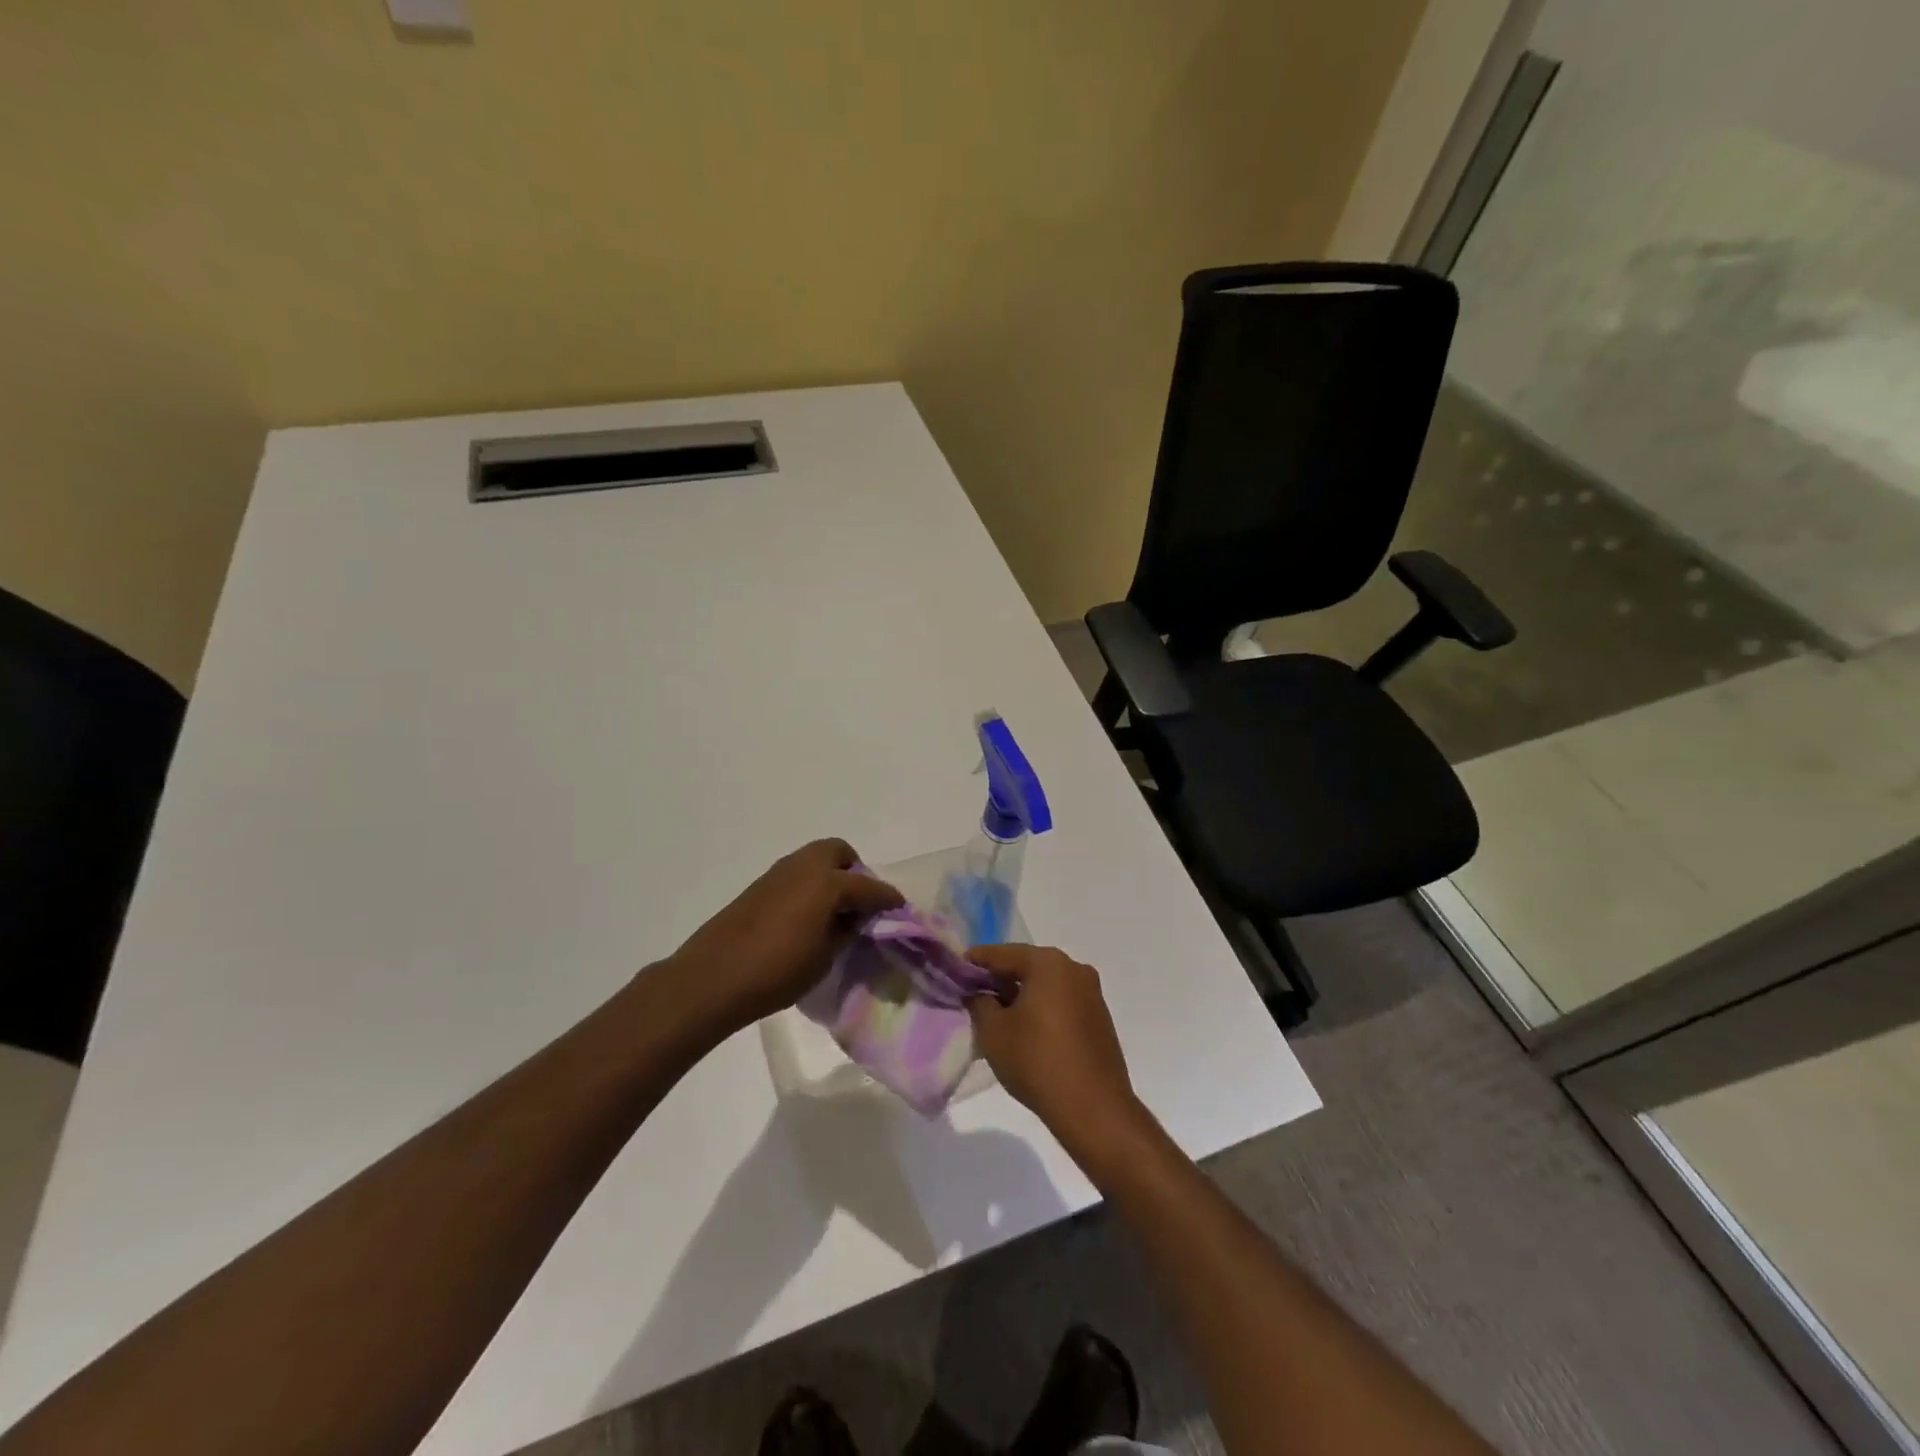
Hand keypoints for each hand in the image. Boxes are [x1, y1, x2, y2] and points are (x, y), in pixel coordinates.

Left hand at [666, 839, 902, 1031]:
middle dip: (854, 871)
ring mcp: (778, 873)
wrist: (713, 977)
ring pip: (814, 859)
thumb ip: (845, 932)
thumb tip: (854, 920)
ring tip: (833, 912)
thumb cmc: (777, 971)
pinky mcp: (759, 886)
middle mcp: (804, 867)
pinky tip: (806, 916)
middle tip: (858, 903)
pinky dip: (808, 886)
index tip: (899, 909)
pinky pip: (795, 874)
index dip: (887, 898)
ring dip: (829, 876)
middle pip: (839, 852)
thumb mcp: (825, 957)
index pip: (869, 886)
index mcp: (828, 883)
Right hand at [967, 945, 1145, 1151]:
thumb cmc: (1037, 1061)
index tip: (954, 970)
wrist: (1094, 1109)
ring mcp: (1091, 995)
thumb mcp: (993, 1032)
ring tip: (996, 1017)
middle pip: (1027, 967)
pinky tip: (1025, 1033)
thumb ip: (979, 1003)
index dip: (975, 961)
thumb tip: (979, 993)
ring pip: (1045, 986)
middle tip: (972, 995)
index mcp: (1049, 963)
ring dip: (1021, 997)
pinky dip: (1041, 1011)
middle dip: (999, 980)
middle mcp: (1074, 970)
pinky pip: (1061, 1004)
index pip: (1002, 953)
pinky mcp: (1099, 1020)